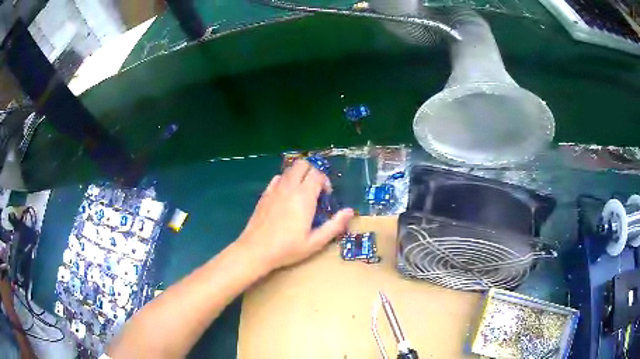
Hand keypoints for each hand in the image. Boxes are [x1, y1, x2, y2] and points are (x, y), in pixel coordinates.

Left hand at [238, 159, 353, 270]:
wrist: (256, 250)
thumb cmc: (287, 248)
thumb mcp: (315, 242)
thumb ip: (335, 225)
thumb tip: (350, 211)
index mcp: (304, 197)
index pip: (317, 174)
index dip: (325, 182)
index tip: (326, 196)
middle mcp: (289, 187)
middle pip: (303, 164)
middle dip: (312, 172)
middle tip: (315, 190)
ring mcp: (275, 189)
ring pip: (290, 169)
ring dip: (299, 175)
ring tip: (302, 193)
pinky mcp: (265, 194)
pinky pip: (277, 178)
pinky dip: (285, 180)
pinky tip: (286, 196)